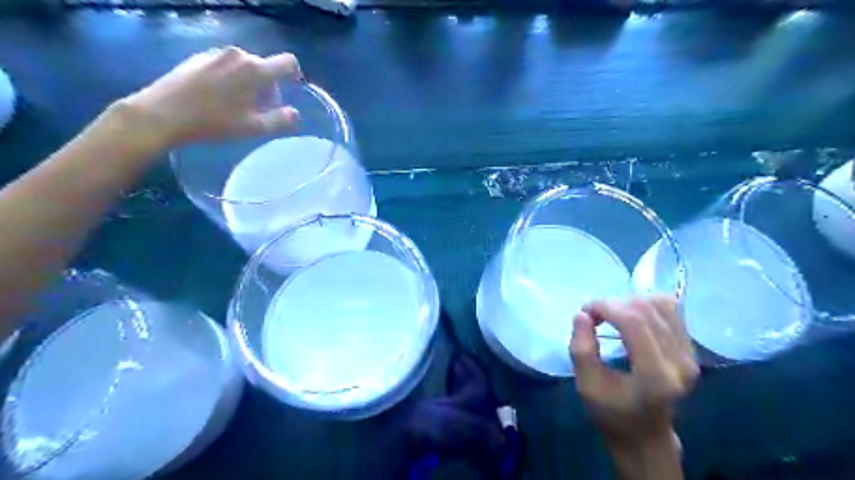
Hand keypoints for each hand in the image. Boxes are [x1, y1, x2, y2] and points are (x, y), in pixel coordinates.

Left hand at [123, 46, 301, 146]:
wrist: (163, 113)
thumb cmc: (214, 122)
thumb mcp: (254, 128)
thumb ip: (280, 120)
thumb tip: (296, 114)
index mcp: (255, 70)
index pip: (287, 62)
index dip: (295, 74)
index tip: (292, 89)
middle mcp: (238, 55)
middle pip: (265, 67)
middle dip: (268, 87)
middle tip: (259, 110)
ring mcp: (215, 53)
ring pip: (245, 66)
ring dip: (249, 83)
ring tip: (237, 105)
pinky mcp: (198, 57)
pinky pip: (225, 65)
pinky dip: (230, 79)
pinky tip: (217, 98)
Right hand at [567, 296, 693, 449]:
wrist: (645, 436)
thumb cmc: (611, 413)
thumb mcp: (586, 385)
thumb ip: (581, 349)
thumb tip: (583, 314)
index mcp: (655, 377)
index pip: (635, 323)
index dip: (607, 307)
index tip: (585, 311)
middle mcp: (680, 363)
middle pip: (647, 310)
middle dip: (614, 303)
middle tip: (594, 314)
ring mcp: (690, 356)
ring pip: (662, 304)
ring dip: (630, 301)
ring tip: (611, 314)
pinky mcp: (691, 351)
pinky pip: (671, 311)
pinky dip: (646, 305)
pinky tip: (630, 316)